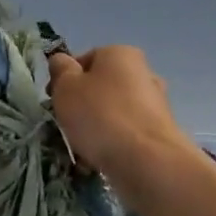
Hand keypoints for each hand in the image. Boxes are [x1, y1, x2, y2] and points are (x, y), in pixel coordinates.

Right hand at [47, 46, 197, 202]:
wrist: (146, 162)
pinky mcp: (160, 133)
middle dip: (82, 105)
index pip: (85, 60)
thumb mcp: (66, 87)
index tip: (54, 101)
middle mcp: (143, 72)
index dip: (65, 79)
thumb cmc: (100, 115)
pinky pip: (126, 134)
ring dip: (96, 127)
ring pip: (113, 112)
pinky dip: (113, 143)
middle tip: (66, 126)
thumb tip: (61, 61)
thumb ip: (60, 70)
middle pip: (100, 86)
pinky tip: (99, 160)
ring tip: (81, 149)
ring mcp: (155, 104)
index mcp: (121, 53)